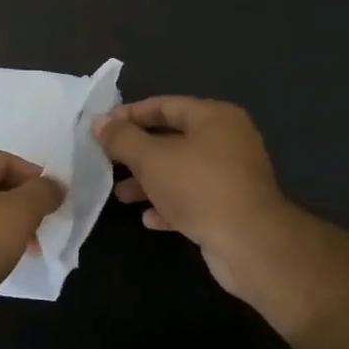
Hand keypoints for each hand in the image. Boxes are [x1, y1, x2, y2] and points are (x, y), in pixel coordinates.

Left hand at [0, 151, 64, 332]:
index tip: (56, 202)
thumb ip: (41, 194)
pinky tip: (4, 260)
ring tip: (30, 249)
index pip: (6, 160)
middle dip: (24, 204)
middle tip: (44, 227)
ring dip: (10, 225)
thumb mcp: (17, 213)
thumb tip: (54, 184)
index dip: (35, 178)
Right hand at [92, 97, 297, 302]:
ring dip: (149, 182)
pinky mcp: (232, 207)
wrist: (249, 243)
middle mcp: (228, 141)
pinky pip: (193, 198)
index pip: (165, 105)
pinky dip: (169, 205)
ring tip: (121, 195)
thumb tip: (99, 122)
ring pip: (180, 171)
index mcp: (214, 118)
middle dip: (136, 152)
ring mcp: (232, 176)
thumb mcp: (150, 158)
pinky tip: (148, 218)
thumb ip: (122, 138)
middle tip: (107, 161)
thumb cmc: (198, 187)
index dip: (130, 114)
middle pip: (172, 139)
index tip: (102, 128)